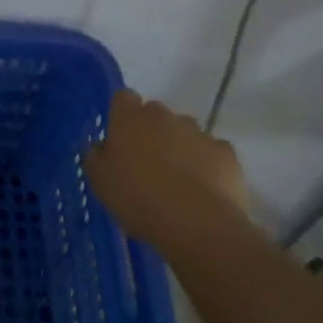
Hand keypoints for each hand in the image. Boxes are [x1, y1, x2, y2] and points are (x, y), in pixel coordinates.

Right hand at [84, 91, 250, 253]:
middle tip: (148, 164)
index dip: (122, 115)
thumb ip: (96, 157)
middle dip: (153, 132)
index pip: (123, 98)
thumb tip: (101, 147)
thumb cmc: (138, 198)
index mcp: (129, 117)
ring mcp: (198, 132)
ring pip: (186, 131)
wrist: (197, 224)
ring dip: (181, 146)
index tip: (122, 139)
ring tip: (180, 181)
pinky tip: (205, 189)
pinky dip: (209, 164)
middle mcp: (163, 115)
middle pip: (156, 114)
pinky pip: (213, 152)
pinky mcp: (226, 153)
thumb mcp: (100, 183)